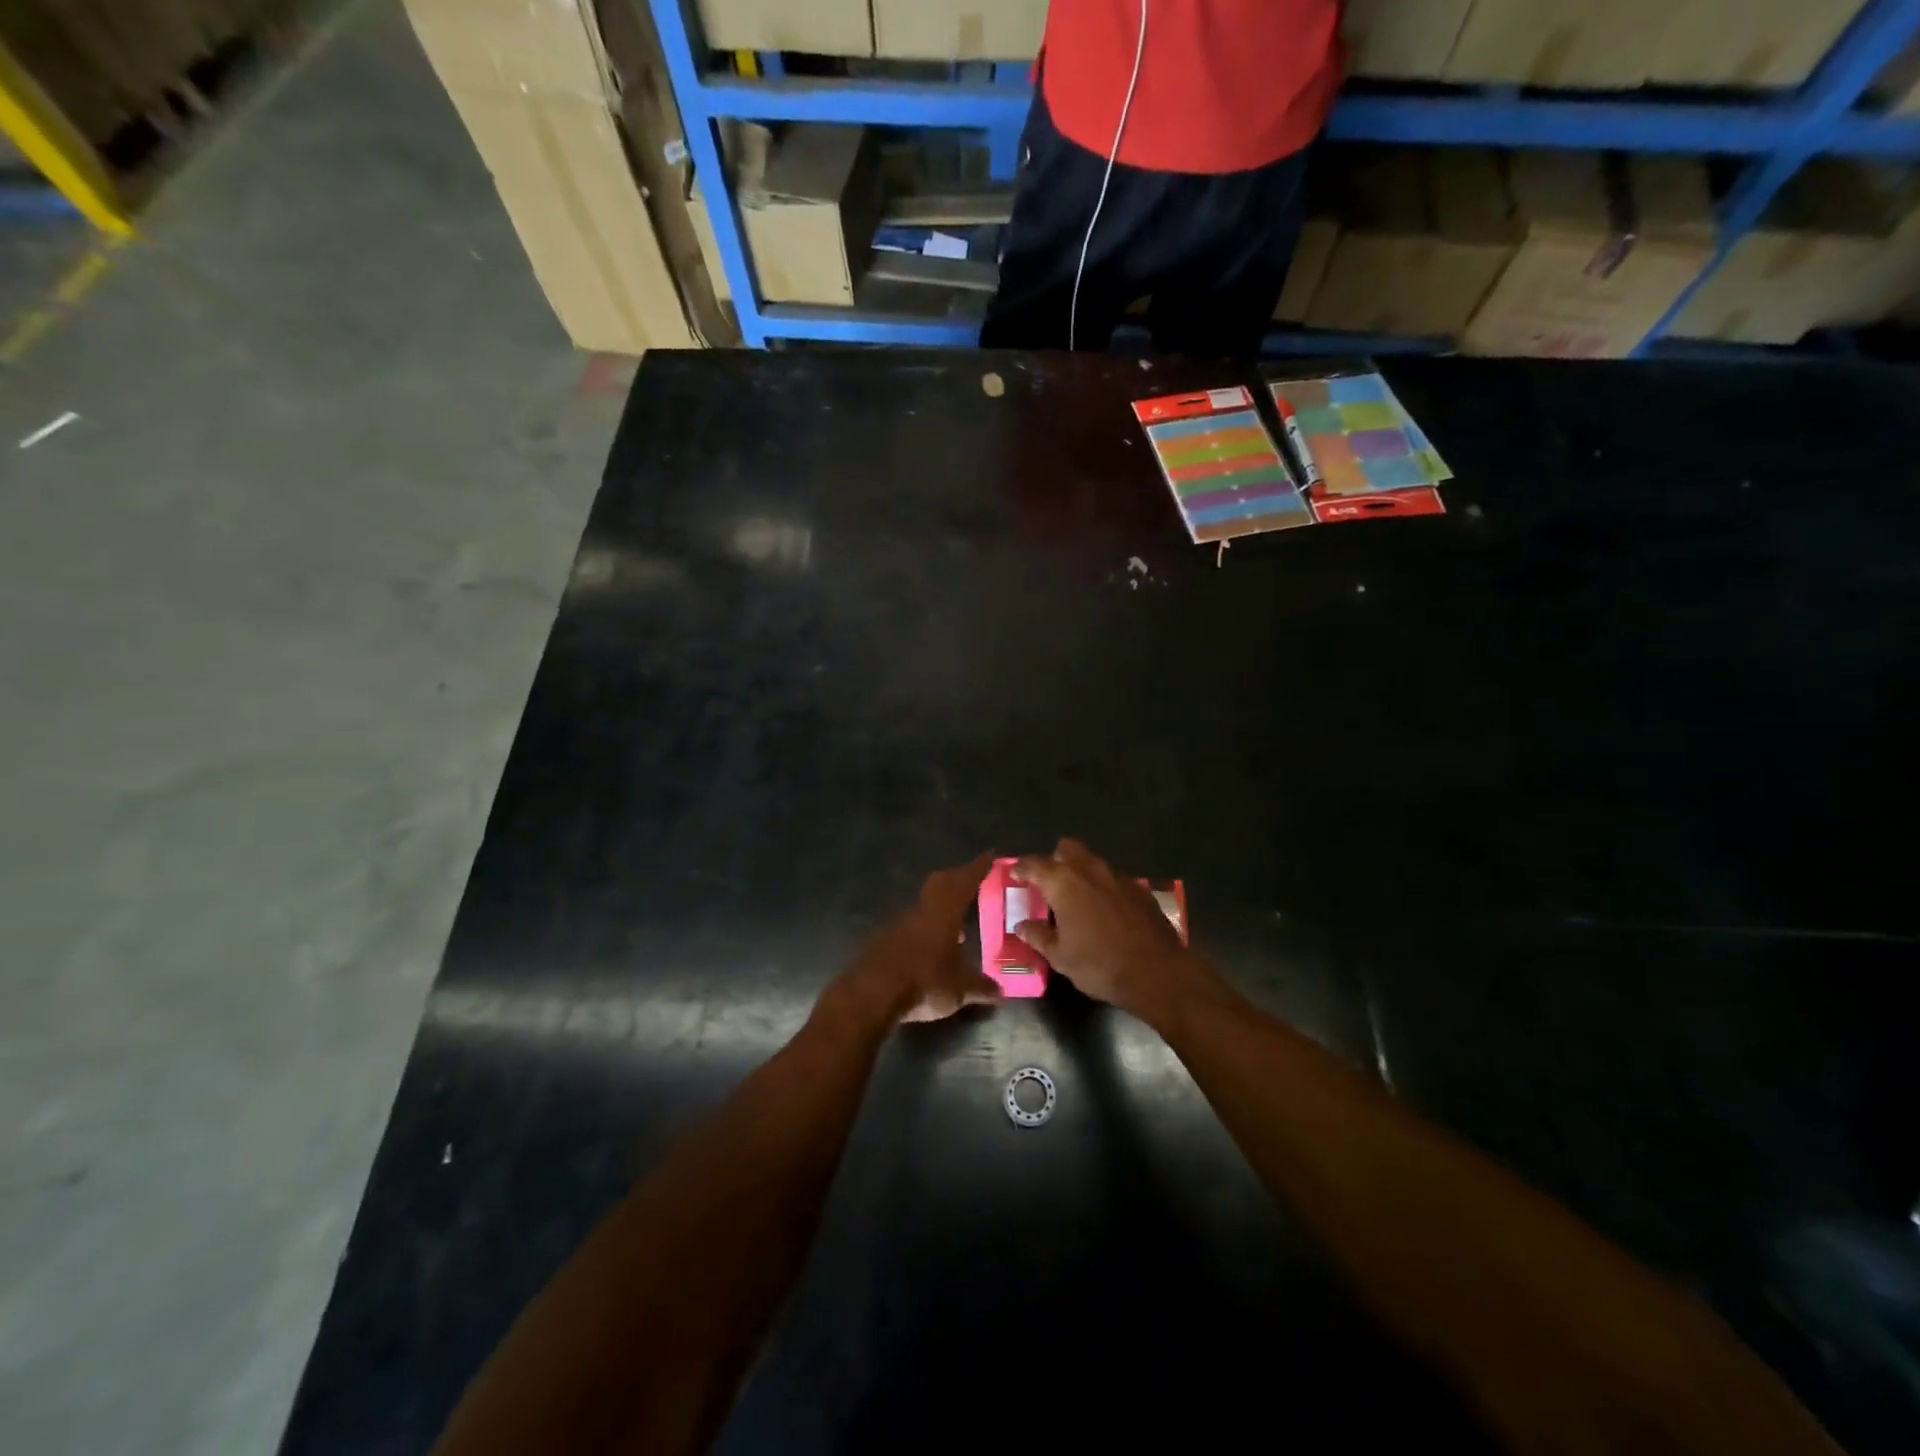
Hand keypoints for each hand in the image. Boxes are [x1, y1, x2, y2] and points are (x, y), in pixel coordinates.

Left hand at [827, 854, 1001, 1026]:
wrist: (869, 996)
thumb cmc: (923, 983)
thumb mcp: (960, 990)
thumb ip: (981, 987)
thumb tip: (1000, 991)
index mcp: (943, 912)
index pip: (964, 881)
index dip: (977, 868)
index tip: (989, 856)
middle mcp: (920, 911)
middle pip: (940, 884)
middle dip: (957, 880)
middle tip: (973, 884)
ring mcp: (898, 924)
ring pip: (924, 906)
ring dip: (941, 909)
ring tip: (958, 924)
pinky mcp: (883, 940)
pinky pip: (910, 926)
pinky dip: (925, 930)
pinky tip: (933, 949)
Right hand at [1011, 839, 1202, 1017]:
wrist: (1157, 972)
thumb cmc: (1100, 964)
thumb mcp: (1060, 956)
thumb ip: (1038, 936)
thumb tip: (1022, 925)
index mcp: (1064, 882)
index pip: (1035, 864)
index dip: (1022, 867)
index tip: (1014, 872)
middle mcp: (1090, 870)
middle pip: (1067, 848)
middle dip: (1055, 859)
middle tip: (1048, 883)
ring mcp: (1118, 876)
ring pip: (1092, 861)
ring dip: (1080, 872)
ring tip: (1076, 898)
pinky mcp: (1140, 889)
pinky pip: (1113, 879)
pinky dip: (1104, 887)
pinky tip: (1105, 910)